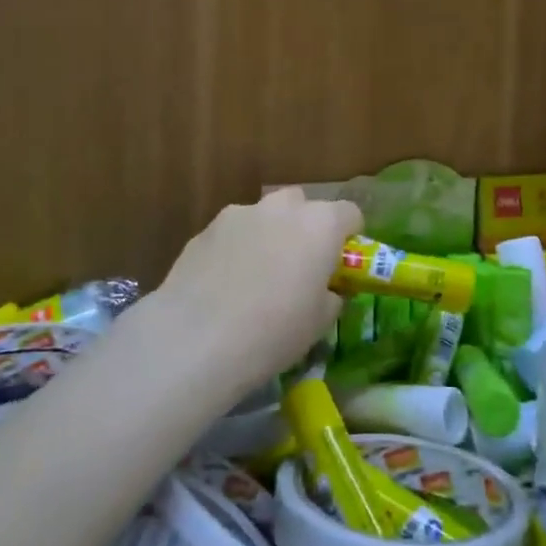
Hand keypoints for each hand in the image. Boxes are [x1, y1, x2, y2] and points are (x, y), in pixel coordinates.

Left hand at [153, 188, 362, 396]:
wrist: (196, 339)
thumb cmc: (273, 332)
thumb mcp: (319, 323)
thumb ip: (331, 295)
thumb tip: (327, 289)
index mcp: (320, 225)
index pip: (349, 214)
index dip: (349, 237)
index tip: (340, 264)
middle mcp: (282, 208)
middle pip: (303, 206)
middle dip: (305, 229)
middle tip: (298, 268)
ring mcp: (240, 214)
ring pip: (264, 216)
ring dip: (268, 236)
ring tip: (255, 278)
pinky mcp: (205, 229)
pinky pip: (233, 233)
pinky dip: (236, 249)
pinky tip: (223, 285)